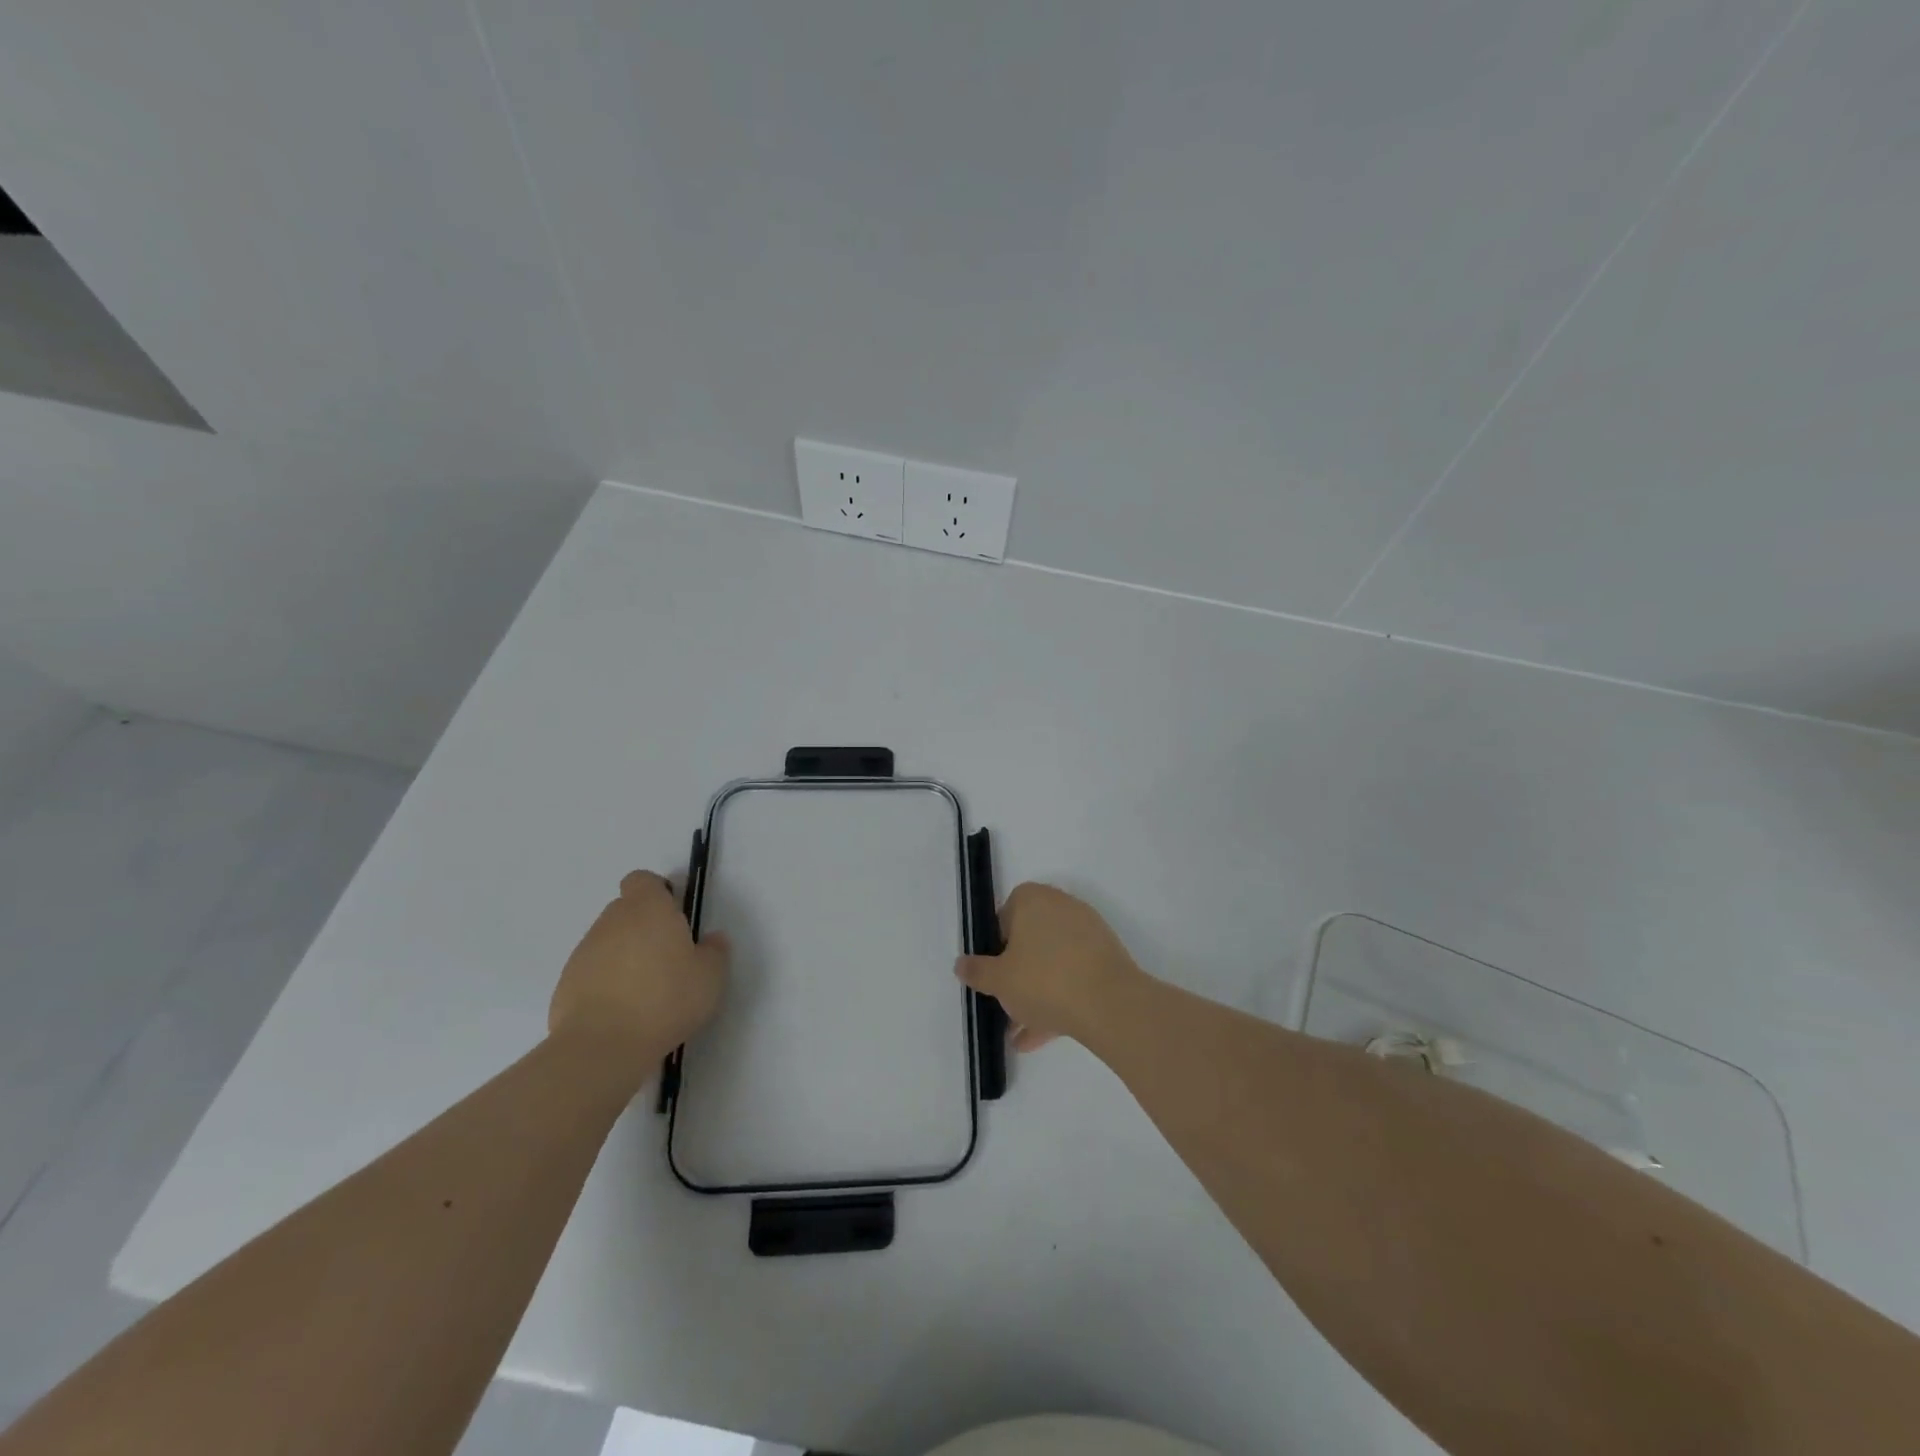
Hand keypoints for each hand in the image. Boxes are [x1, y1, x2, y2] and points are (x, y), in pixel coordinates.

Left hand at [549, 871, 728, 1066]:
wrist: (602, 1046)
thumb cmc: (666, 1000)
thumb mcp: (710, 977)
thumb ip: (715, 952)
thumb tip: (712, 939)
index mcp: (648, 909)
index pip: (642, 880)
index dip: (657, 892)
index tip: (673, 916)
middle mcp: (612, 921)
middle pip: (625, 910)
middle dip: (644, 926)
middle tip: (667, 957)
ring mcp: (584, 952)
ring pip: (608, 941)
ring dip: (625, 955)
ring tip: (645, 990)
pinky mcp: (566, 983)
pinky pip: (592, 971)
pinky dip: (606, 982)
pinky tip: (622, 1011)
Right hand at [955, 883, 1144, 1050]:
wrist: (1110, 1004)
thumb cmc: (1044, 980)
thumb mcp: (999, 980)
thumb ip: (977, 971)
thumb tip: (961, 964)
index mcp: (1033, 900)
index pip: (1006, 913)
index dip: (996, 944)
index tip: (994, 972)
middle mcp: (1062, 906)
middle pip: (1031, 939)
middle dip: (1017, 974)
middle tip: (1007, 1004)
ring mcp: (1088, 931)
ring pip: (1053, 962)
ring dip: (1037, 993)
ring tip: (1022, 1033)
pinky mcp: (1107, 957)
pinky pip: (1074, 975)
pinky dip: (1060, 998)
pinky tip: (1044, 1035)